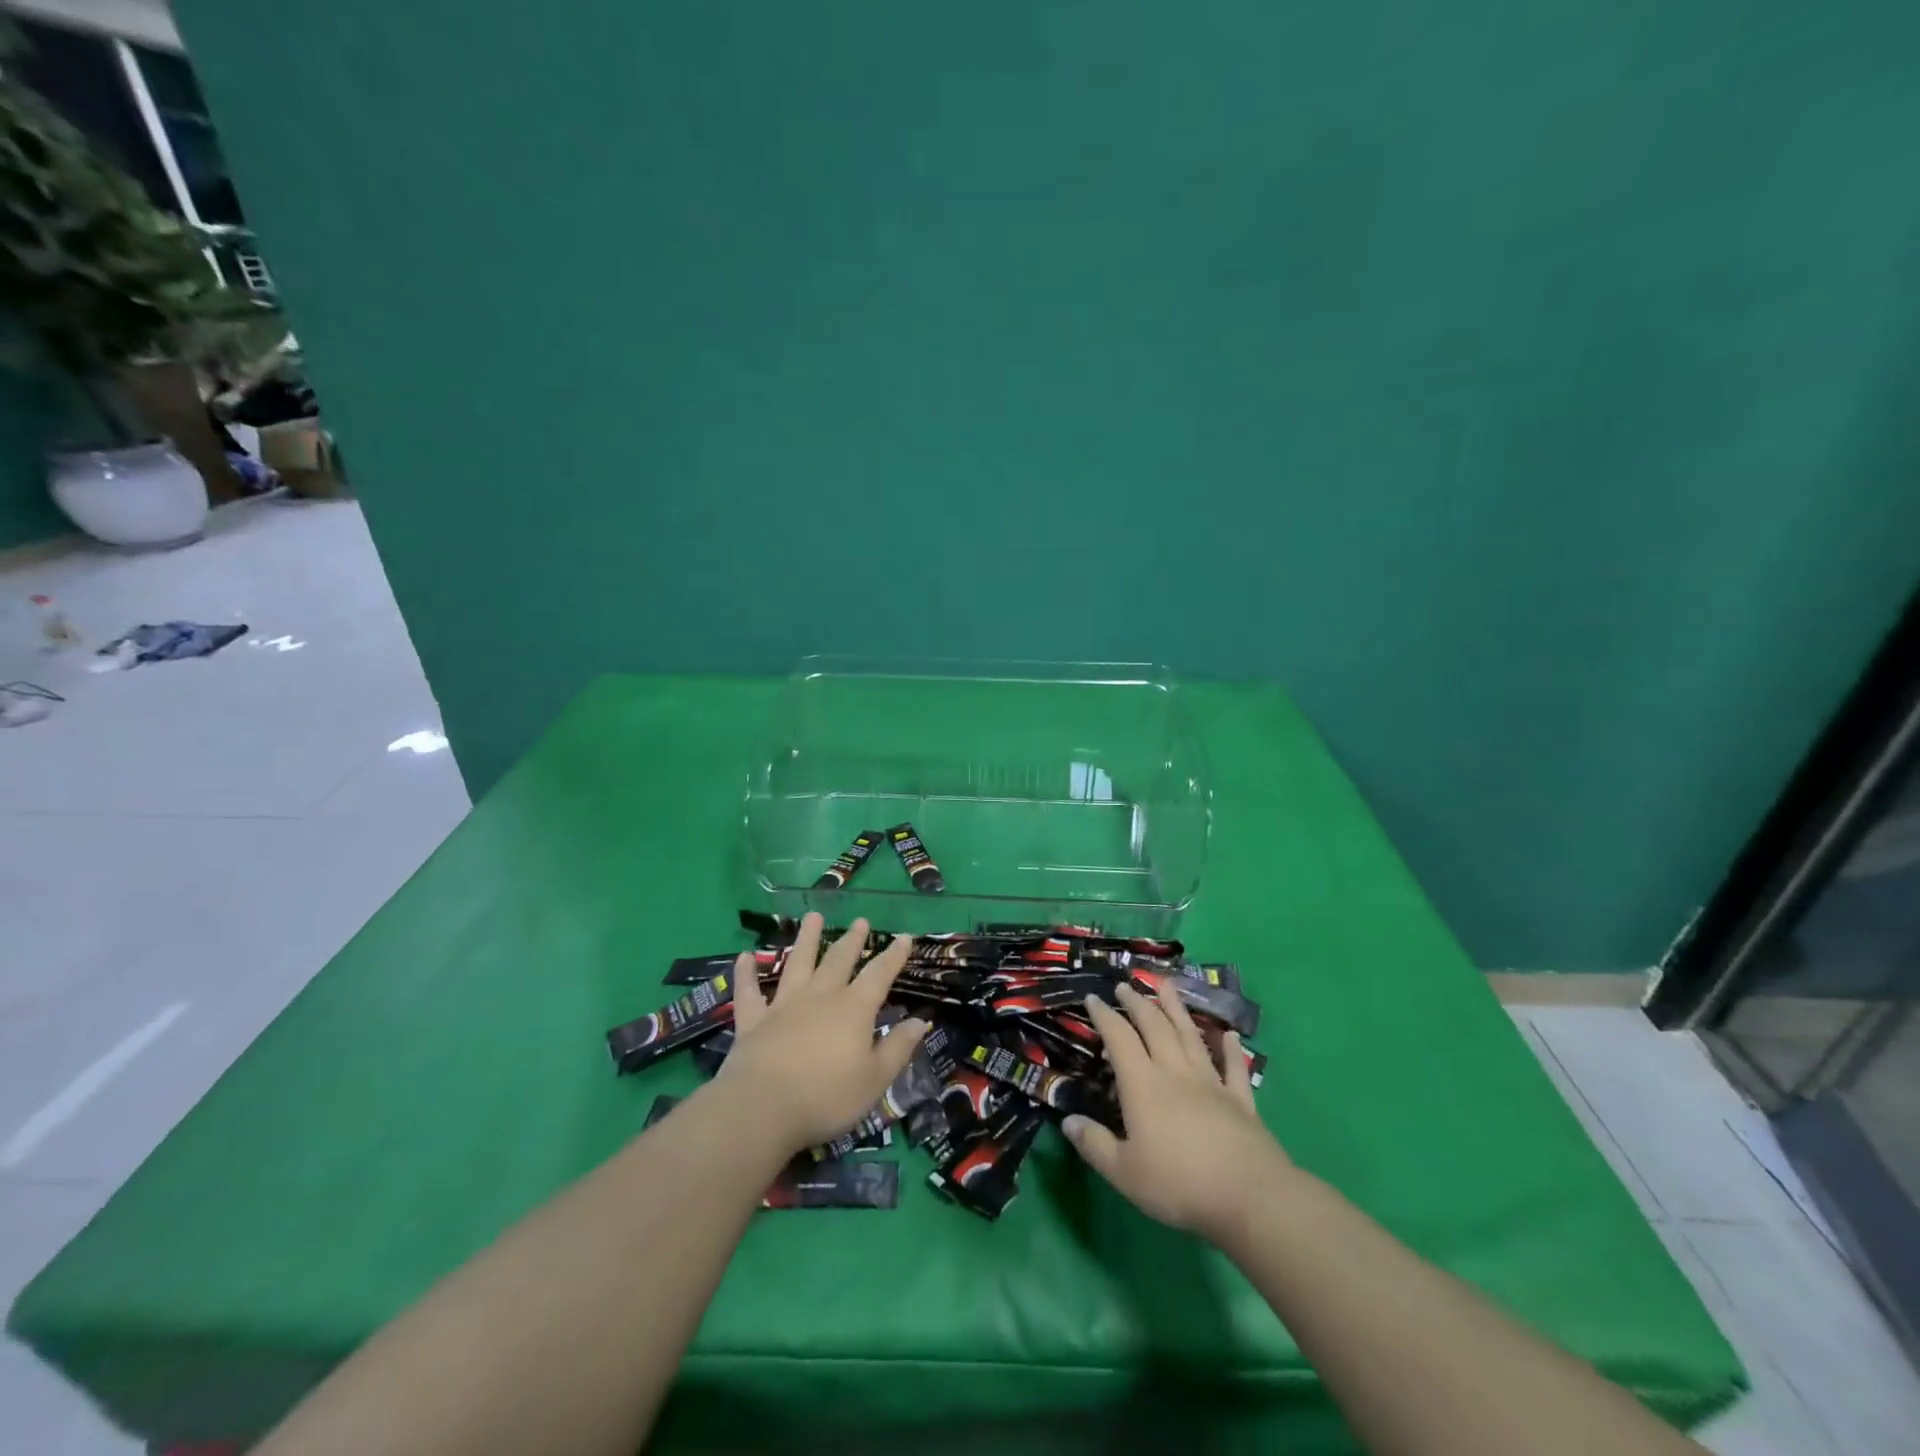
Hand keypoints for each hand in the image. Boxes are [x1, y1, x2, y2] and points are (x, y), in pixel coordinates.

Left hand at [718, 913, 926, 1150]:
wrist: (763, 1108)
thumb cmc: (826, 1096)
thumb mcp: (875, 1079)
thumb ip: (897, 1048)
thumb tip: (920, 1020)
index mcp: (854, 1009)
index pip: (879, 975)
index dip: (893, 956)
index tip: (904, 936)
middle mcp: (821, 996)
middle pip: (839, 960)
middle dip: (852, 940)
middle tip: (860, 921)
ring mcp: (784, 1005)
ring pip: (797, 964)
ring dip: (806, 939)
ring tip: (812, 917)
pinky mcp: (754, 1021)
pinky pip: (749, 992)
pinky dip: (746, 973)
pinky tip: (745, 956)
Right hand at [1064, 982, 1285, 1243]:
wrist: (1249, 1196)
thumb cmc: (1179, 1183)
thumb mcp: (1124, 1172)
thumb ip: (1094, 1144)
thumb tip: (1068, 1121)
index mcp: (1143, 1085)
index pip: (1119, 1039)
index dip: (1105, 1016)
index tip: (1093, 997)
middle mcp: (1175, 1073)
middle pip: (1155, 1027)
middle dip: (1138, 1003)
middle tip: (1126, 985)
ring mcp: (1211, 1084)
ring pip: (1191, 1036)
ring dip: (1177, 1009)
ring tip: (1167, 985)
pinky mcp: (1240, 1102)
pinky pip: (1234, 1069)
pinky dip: (1231, 1050)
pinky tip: (1230, 1036)